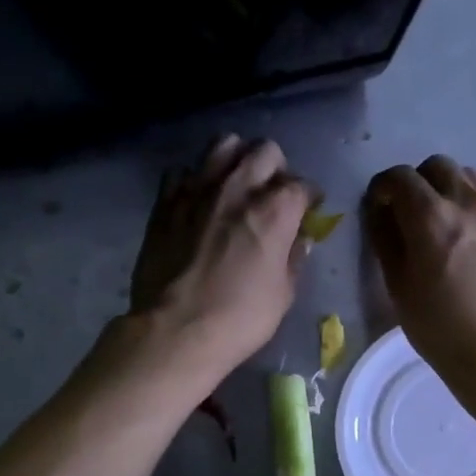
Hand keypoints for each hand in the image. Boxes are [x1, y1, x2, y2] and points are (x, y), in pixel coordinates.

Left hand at [128, 135, 311, 383]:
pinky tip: (199, 200)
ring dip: (237, 158)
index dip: (309, 196)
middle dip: (276, 168)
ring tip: (237, 182)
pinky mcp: (166, 201)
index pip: (302, 185)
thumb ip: (294, 258)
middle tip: (273, 192)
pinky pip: (184, 171)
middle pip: (265, 151)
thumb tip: (299, 238)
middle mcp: (238, 189)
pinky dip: (196, 180)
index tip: (309, 208)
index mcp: (274, 211)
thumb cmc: (239, 319)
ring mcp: (198, 190)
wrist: (175, 330)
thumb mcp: (283, 294)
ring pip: (224, 145)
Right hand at [364, 156, 475, 405]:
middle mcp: (466, 203)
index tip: (377, 207)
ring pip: (465, 176)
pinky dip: (467, 204)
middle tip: (406, 212)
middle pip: (436, 166)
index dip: (381, 187)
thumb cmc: (439, 326)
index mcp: (431, 217)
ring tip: (436, 220)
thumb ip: (385, 239)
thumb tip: (380, 212)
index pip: (399, 176)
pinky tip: (462, 237)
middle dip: (415, 181)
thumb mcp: (398, 286)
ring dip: (443, 188)